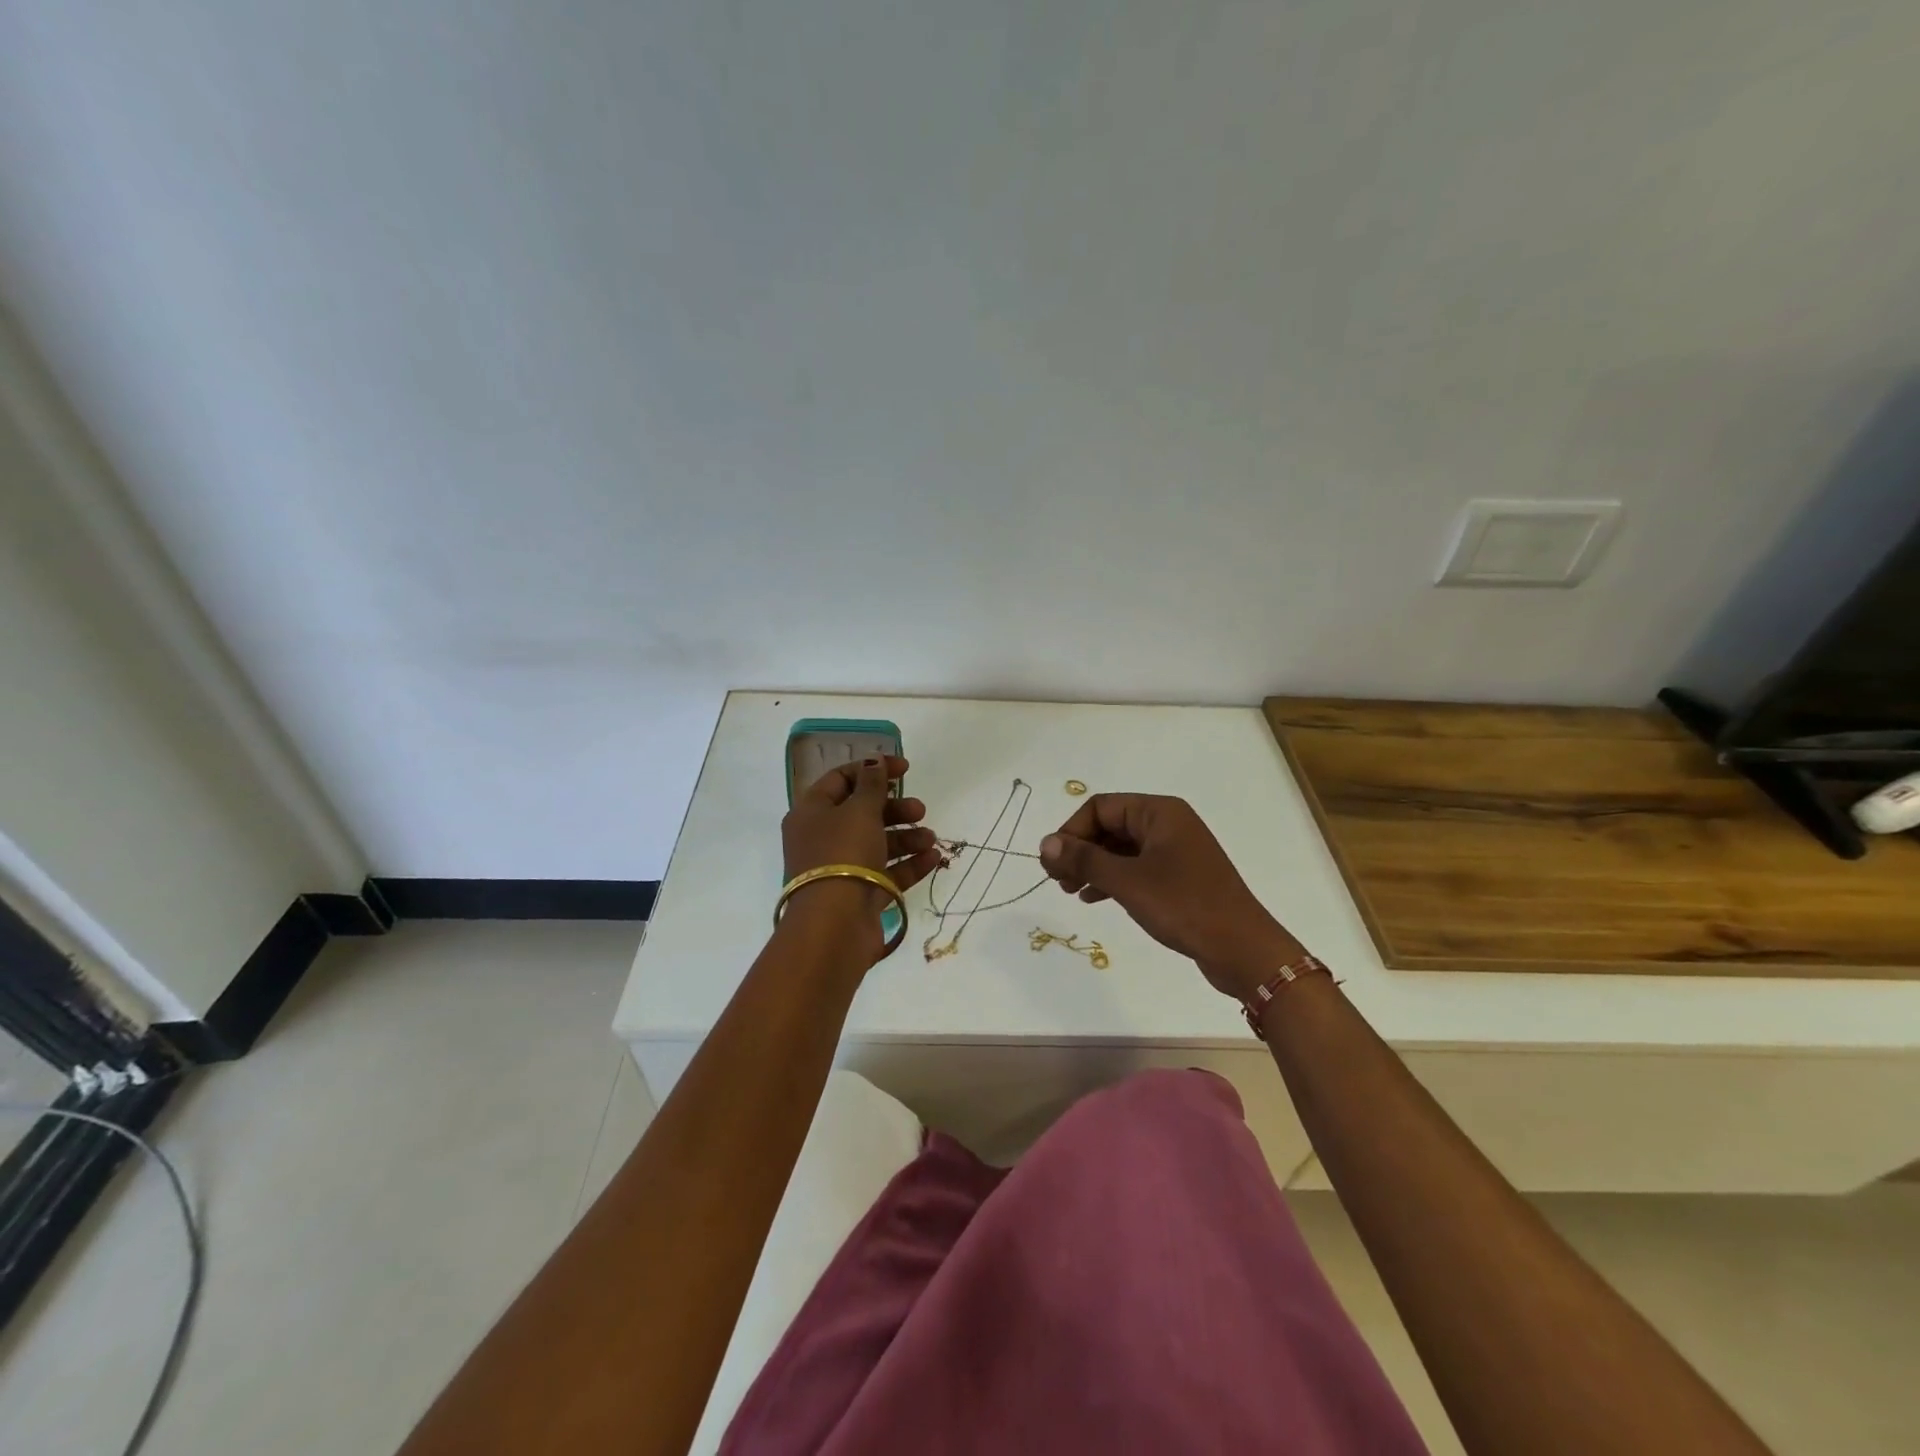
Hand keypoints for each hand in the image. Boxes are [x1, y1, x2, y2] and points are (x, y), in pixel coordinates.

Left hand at [781, 756, 940, 960]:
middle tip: (920, 809)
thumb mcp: (860, 811)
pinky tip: (933, 857)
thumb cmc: (843, 855)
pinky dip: (908, 863)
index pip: (841, 779)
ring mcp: (840, 869)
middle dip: (894, 808)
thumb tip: (874, 759)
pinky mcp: (859, 895)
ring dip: (906, 836)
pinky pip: (886, 872)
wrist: (834, 926)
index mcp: (812, 812)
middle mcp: (822, 838)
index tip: (905, 769)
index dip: (872, 769)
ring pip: (876, 843)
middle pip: (862, 813)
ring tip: (930, 838)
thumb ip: (871, 784)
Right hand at [1039, 793, 1304, 999]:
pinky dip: (1112, 879)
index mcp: (1159, 812)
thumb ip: (1084, 859)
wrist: (1242, 949)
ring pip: (1120, 849)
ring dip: (1093, 866)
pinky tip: (1094, 898)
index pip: (1100, 807)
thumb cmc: (1184, 906)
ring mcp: (1175, 850)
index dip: (1071, 831)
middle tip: (1056, 880)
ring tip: (1070, 891)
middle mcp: (1168, 823)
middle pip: (1109, 826)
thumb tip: (1045, 843)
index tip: (1052, 862)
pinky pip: (1136, 868)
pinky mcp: (1179, 877)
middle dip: (1080, 850)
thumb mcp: (1127, 881)